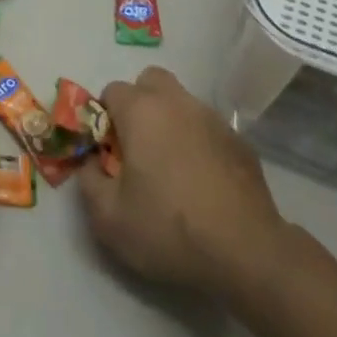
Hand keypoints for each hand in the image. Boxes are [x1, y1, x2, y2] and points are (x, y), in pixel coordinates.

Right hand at [78, 66, 293, 300]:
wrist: (247, 254)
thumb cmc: (168, 229)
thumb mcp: (108, 218)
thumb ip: (89, 181)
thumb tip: (92, 163)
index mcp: (141, 111)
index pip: (112, 90)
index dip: (104, 118)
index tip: (108, 151)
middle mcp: (178, 103)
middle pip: (151, 82)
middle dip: (139, 104)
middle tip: (137, 146)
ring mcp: (214, 120)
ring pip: (182, 104)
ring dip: (170, 122)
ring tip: (172, 168)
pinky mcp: (242, 143)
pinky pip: (209, 130)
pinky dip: (199, 143)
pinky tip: (203, 183)